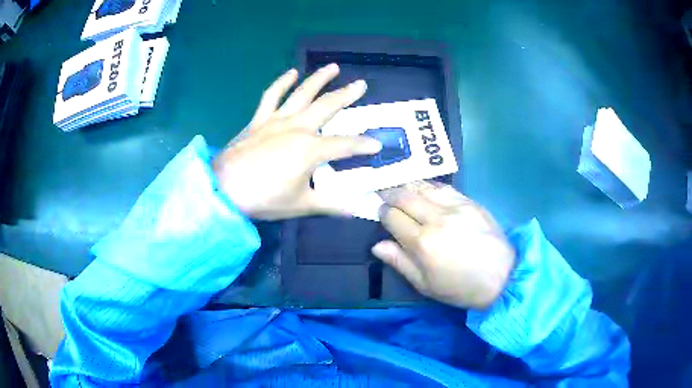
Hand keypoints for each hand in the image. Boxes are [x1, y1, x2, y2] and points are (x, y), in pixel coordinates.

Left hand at [213, 65, 381, 219]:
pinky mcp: (259, 119)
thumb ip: (330, 205)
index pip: (345, 145)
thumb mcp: (300, 205)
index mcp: (310, 149)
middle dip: (347, 96)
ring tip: (333, 67)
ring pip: (302, 93)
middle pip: (327, 107)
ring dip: (319, 79)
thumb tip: (355, 209)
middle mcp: (297, 127)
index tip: (378, 145)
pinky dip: (281, 82)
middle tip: (361, 84)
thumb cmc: (263, 198)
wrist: (223, 189)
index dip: (363, 145)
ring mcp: (277, 120)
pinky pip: (271, 96)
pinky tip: (292, 72)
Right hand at [373, 181, 514, 308]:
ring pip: (423, 187)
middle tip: (383, 193)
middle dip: (390, 193)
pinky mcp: (470, 202)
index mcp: (422, 243)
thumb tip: (377, 245)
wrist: (502, 277)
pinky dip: (429, 185)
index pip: (392, 217)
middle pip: (405, 196)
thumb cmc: (460, 287)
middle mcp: (436, 219)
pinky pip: (444, 187)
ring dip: (407, 185)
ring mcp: (456, 207)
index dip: (382, 212)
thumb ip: (399, 262)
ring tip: (399, 185)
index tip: (380, 212)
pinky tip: (424, 187)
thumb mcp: (425, 285)